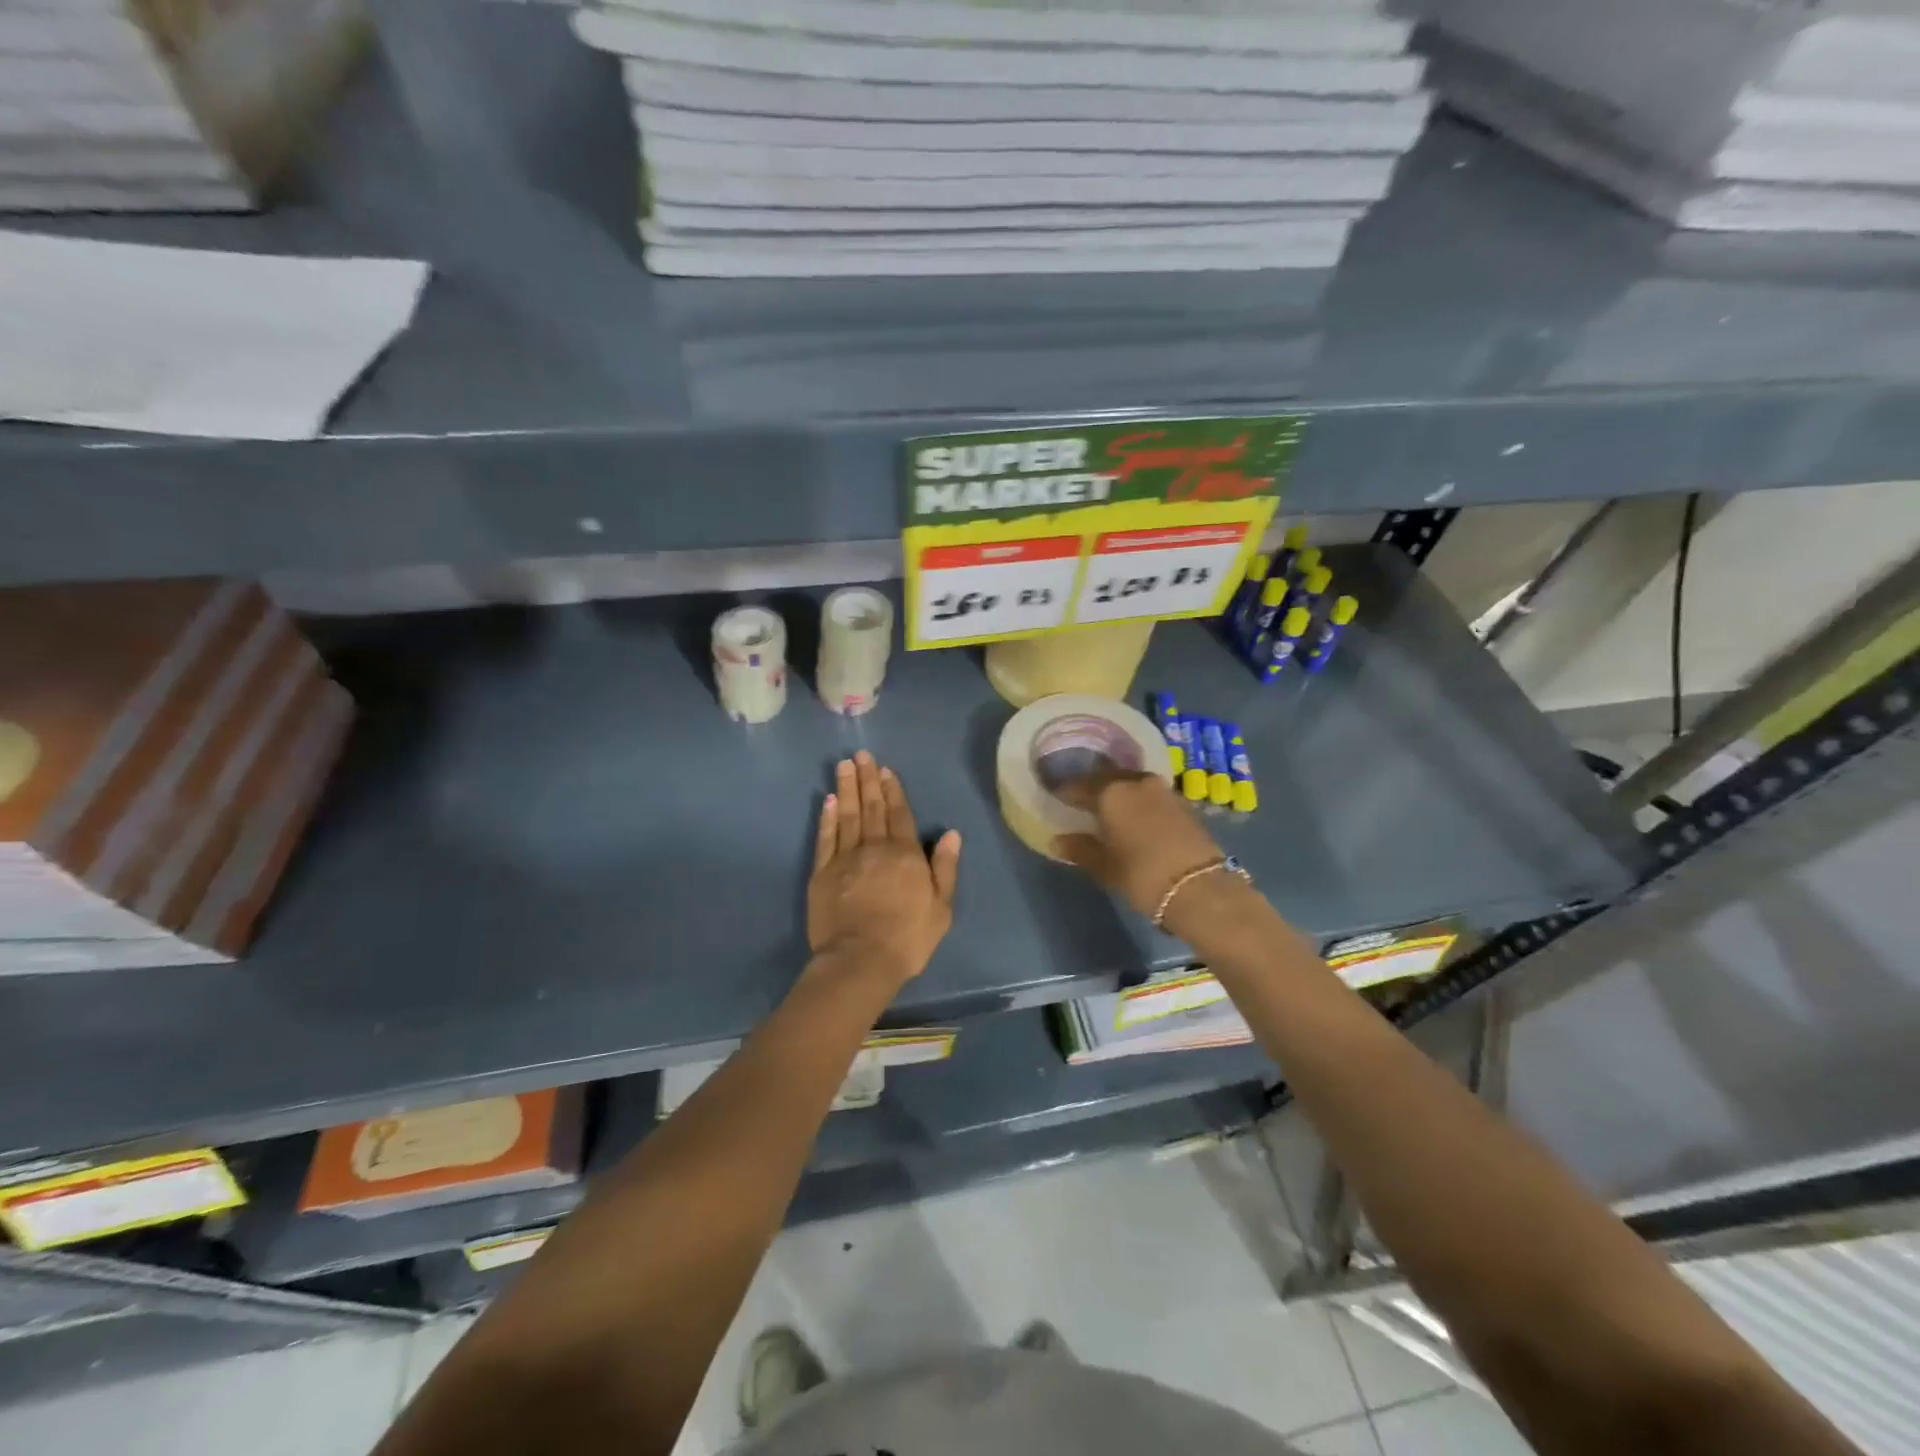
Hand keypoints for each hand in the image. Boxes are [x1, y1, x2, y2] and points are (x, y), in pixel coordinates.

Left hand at [808, 750, 961, 984]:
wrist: (860, 960)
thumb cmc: (908, 937)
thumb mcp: (941, 907)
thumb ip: (945, 868)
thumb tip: (952, 834)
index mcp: (904, 854)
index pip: (899, 813)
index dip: (893, 790)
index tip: (885, 769)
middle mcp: (874, 847)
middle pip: (872, 807)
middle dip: (868, 779)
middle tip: (862, 755)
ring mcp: (845, 858)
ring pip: (847, 815)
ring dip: (846, 788)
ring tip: (844, 765)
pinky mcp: (822, 873)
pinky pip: (826, 837)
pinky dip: (827, 817)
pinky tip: (827, 800)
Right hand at [1054, 769, 1225, 920]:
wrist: (1201, 887)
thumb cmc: (1142, 875)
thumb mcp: (1105, 866)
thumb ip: (1080, 849)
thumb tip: (1057, 841)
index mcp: (1110, 792)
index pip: (1079, 785)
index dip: (1065, 792)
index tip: (1055, 798)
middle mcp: (1135, 781)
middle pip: (1107, 778)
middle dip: (1092, 787)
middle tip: (1080, 801)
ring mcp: (1162, 790)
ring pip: (1131, 783)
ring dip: (1117, 792)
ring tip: (1107, 808)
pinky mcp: (1182, 802)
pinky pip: (1149, 794)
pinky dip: (1138, 800)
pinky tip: (1134, 816)